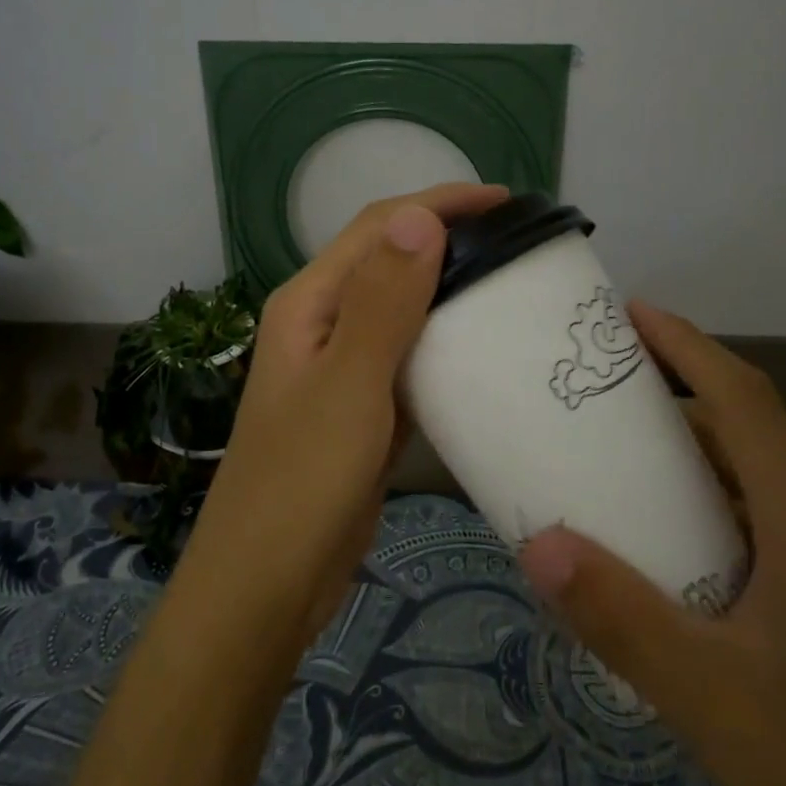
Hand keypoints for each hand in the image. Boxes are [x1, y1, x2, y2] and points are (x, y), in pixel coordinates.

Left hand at [182, 182, 508, 653]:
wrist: (267, 583)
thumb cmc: (302, 482)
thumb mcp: (348, 385)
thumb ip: (383, 301)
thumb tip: (420, 215)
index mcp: (310, 302)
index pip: (379, 226)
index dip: (441, 204)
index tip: (507, 202)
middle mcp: (323, 323)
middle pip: (391, 260)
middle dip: (450, 238)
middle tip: (519, 243)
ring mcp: (341, 366)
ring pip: (403, 308)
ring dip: (450, 288)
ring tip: (512, 283)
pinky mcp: (361, 406)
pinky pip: (408, 355)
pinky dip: (444, 341)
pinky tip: (483, 348)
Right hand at [517, 302, 785, 785]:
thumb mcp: (708, 698)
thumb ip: (622, 619)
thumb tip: (539, 544)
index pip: (744, 401)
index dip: (688, 346)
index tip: (631, 314)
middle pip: (747, 427)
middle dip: (678, 386)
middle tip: (602, 380)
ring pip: (749, 477)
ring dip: (688, 447)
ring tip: (615, 446)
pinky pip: (749, 520)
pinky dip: (699, 501)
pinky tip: (657, 537)